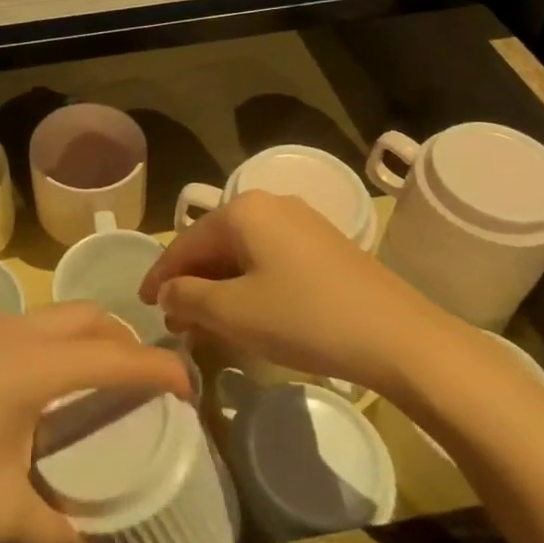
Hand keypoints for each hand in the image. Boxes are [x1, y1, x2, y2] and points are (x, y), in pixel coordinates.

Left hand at [0, 304, 189, 542]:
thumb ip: (48, 530)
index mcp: (38, 365)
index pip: (117, 356)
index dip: (160, 368)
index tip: (189, 386)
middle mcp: (19, 331)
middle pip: (91, 317)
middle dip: (125, 341)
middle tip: (142, 383)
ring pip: (58, 314)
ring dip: (88, 337)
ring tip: (97, 382)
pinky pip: (30, 324)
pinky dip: (56, 341)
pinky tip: (41, 386)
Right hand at [139, 191, 458, 393]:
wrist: (399, 338)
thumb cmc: (306, 318)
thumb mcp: (234, 313)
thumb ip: (188, 298)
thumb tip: (167, 293)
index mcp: (243, 210)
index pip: (185, 242)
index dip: (160, 276)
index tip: (143, 305)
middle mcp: (270, 204)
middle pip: (214, 243)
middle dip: (191, 283)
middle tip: (175, 321)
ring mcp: (302, 222)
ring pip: (243, 252)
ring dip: (220, 286)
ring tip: (206, 324)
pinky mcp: (325, 244)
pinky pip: (270, 258)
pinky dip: (250, 283)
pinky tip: (249, 312)